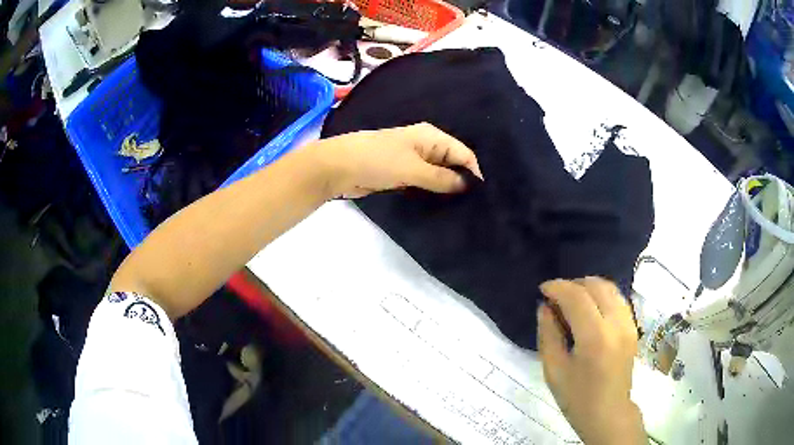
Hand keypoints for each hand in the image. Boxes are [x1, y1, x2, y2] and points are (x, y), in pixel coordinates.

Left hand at [313, 122, 482, 197]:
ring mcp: (413, 160)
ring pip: (438, 174)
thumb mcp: (413, 169)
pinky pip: (424, 182)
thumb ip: (442, 178)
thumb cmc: (378, 161)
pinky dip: (431, 191)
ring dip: (446, 188)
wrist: (339, 167)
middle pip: (452, 163)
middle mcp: (425, 146)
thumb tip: (467, 185)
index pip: (463, 153)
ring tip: (461, 208)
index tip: (480, 196)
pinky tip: (440, 205)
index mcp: (431, 136)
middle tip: (473, 206)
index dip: (473, 172)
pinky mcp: (402, 173)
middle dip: (461, 181)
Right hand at [538, 277, 644, 444]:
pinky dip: (601, 295)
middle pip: (596, 285)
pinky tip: (590, 309)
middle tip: (556, 297)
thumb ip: (548, 334)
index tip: (543, 290)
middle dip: (573, 284)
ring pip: (609, 287)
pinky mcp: (633, 327)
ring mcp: (629, 324)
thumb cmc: (577, 398)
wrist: (609, 413)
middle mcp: (616, 323)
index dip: (557, 287)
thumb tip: (544, 307)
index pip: (577, 297)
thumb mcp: (553, 370)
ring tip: (572, 300)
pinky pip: (617, 298)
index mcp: (595, 337)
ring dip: (588, 287)